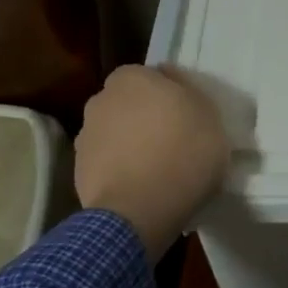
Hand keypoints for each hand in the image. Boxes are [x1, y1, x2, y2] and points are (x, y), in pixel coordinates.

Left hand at [75, 65, 229, 261]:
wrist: (140, 210)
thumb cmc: (183, 152)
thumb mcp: (209, 114)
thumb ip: (189, 93)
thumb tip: (171, 83)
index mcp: (131, 78)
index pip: (151, 77)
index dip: (169, 95)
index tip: (186, 117)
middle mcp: (101, 100)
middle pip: (129, 104)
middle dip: (145, 117)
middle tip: (172, 140)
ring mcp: (85, 137)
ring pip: (116, 134)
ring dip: (130, 145)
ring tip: (157, 170)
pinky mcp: (78, 172)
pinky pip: (108, 164)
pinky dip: (121, 171)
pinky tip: (142, 188)